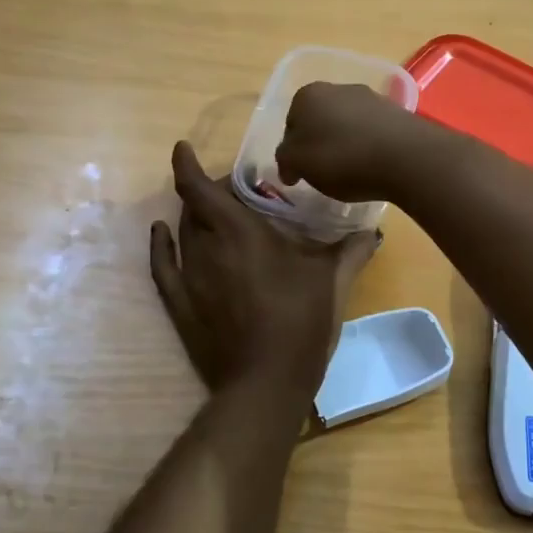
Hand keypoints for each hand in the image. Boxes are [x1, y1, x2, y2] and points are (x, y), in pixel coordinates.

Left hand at [150, 141, 376, 400]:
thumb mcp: (333, 284)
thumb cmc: (301, 324)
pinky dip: (160, 245)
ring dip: (192, 217)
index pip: (202, 188)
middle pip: (195, 208)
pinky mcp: (181, 306)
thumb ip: (352, 252)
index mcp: (241, 233)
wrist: (266, 383)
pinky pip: (162, 266)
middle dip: (207, 193)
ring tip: (210, 214)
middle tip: (231, 193)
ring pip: (182, 233)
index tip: (182, 148)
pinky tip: (160, 233)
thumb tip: (372, 230)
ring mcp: (190, 278)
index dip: (187, 164)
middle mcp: (208, 248)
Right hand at [274, 82, 433, 203]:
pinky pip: (373, 131)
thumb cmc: (342, 158)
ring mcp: (371, 97)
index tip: (300, 173)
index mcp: (308, 95)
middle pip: (319, 121)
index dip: (293, 150)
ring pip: (347, 124)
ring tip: (352, 172)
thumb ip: (285, 160)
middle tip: (324, 173)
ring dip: (345, 144)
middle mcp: (338, 88)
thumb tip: (289, 165)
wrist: (405, 156)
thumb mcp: (299, 163)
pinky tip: (374, 166)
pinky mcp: (397, 112)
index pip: (290, 124)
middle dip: (319, 143)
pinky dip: (369, 146)